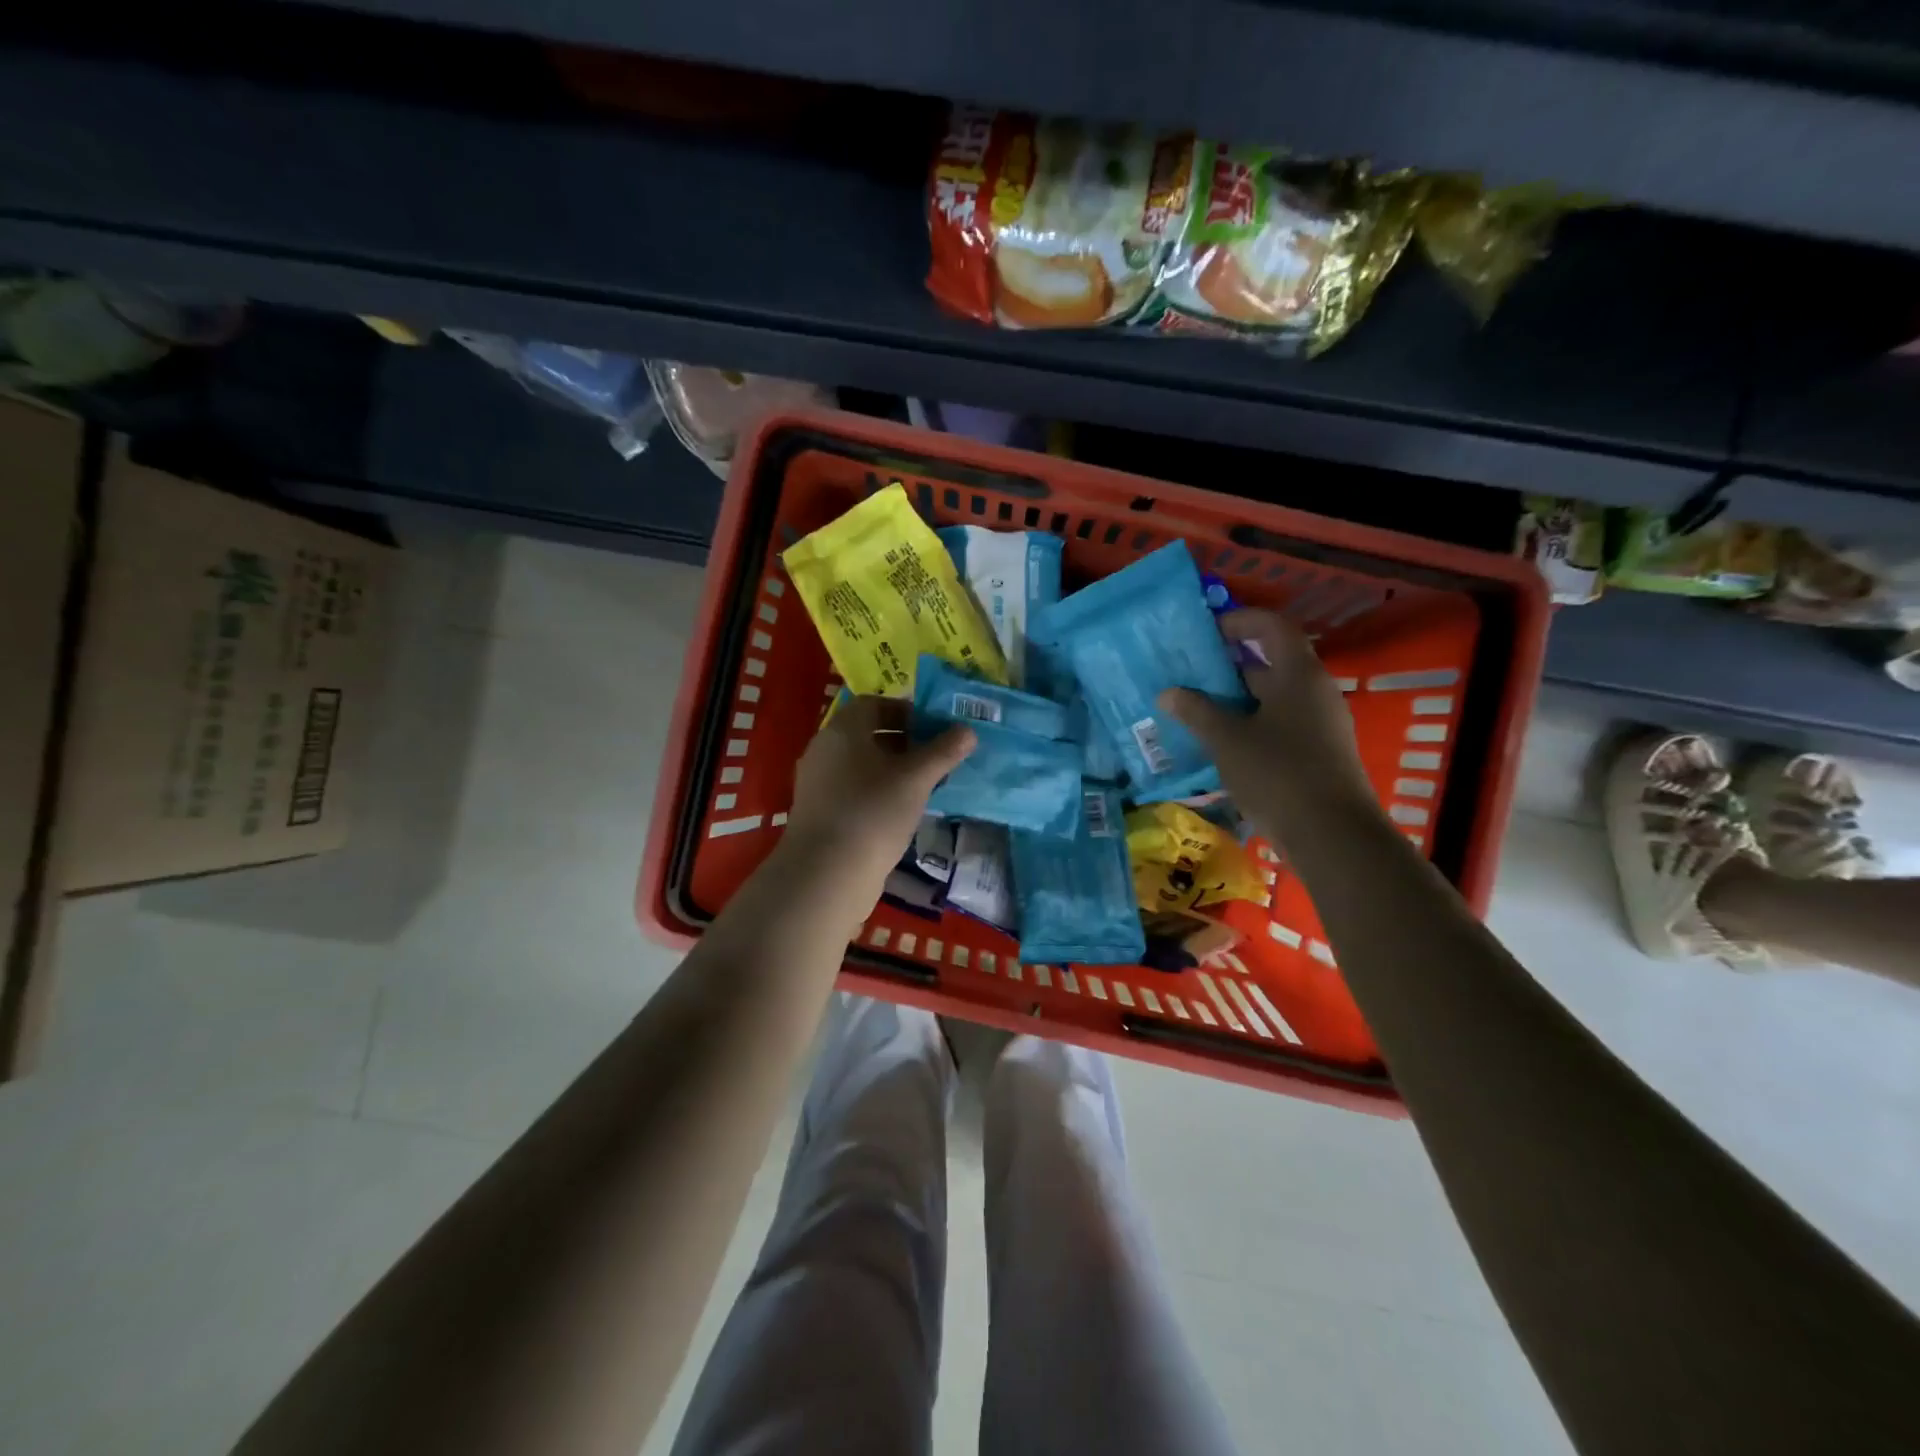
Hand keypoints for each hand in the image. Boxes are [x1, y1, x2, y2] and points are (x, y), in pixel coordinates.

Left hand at [780, 695, 974, 888]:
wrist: (826, 874)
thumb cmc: (873, 812)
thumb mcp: (916, 779)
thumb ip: (943, 752)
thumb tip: (968, 731)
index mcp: (843, 730)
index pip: (874, 704)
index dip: (906, 711)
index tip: (934, 728)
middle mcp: (825, 749)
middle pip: (867, 734)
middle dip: (904, 742)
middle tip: (935, 758)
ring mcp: (818, 783)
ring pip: (861, 764)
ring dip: (892, 770)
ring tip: (924, 787)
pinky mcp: (819, 813)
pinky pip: (852, 790)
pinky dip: (877, 792)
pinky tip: (900, 813)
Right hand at [1161, 610, 1375, 839]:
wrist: (1333, 836)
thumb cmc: (1278, 774)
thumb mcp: (1227, 740)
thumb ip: (1196, 712)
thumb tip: (1168, 693)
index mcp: (1298, 675)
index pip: (1271, 627)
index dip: (1239, 621)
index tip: (1205, 632)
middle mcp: (1314, 691)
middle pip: (1271, 662)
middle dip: (1229, 666)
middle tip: (1189, 674)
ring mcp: (1320, 724)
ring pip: (1273, 697)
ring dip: (1236, 699)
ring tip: (1196, 709)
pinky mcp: (1318, 753)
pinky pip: (1280, 724)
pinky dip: (1250, 724)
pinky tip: (1221, 744)